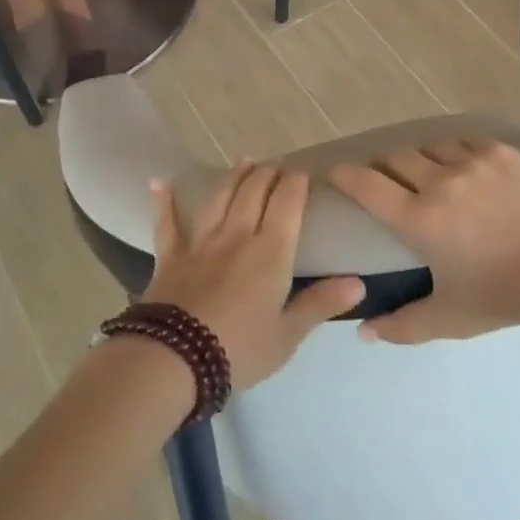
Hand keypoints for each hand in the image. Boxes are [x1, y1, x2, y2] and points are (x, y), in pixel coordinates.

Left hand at [142, 164, 365, 389]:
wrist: (174, 359)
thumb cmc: (239, 350)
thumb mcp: (288, 335)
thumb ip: (320, 303)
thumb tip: (359, 282)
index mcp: (271, 252)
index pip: (287, 204)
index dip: (295, 184)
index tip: (302, 172)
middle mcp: (237, 235)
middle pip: (254, 192)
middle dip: (268, 173)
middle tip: (276, 164)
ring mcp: (201, 242)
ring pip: (220, 197)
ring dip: (234, 176)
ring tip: (244, 161)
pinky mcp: (170, 255)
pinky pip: (167, 222)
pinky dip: (164, 201)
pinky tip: (159, 182)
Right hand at [329, 139, 519, 344]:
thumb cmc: (507, 295)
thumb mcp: (452, 317)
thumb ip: (403, 326)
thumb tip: (363, 332)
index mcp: (420, 220)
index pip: (366, 185)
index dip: (344, 175)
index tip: (335, 175)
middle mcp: (438, 181)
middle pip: (394, 158)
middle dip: (384, 168)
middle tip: (388, 184)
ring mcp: (471, 161)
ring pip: (428, 147)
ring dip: (420, 160)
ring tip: (428, 176)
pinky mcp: (499, 152)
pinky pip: (462, 142)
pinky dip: (454, 154)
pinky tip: (464, 170)